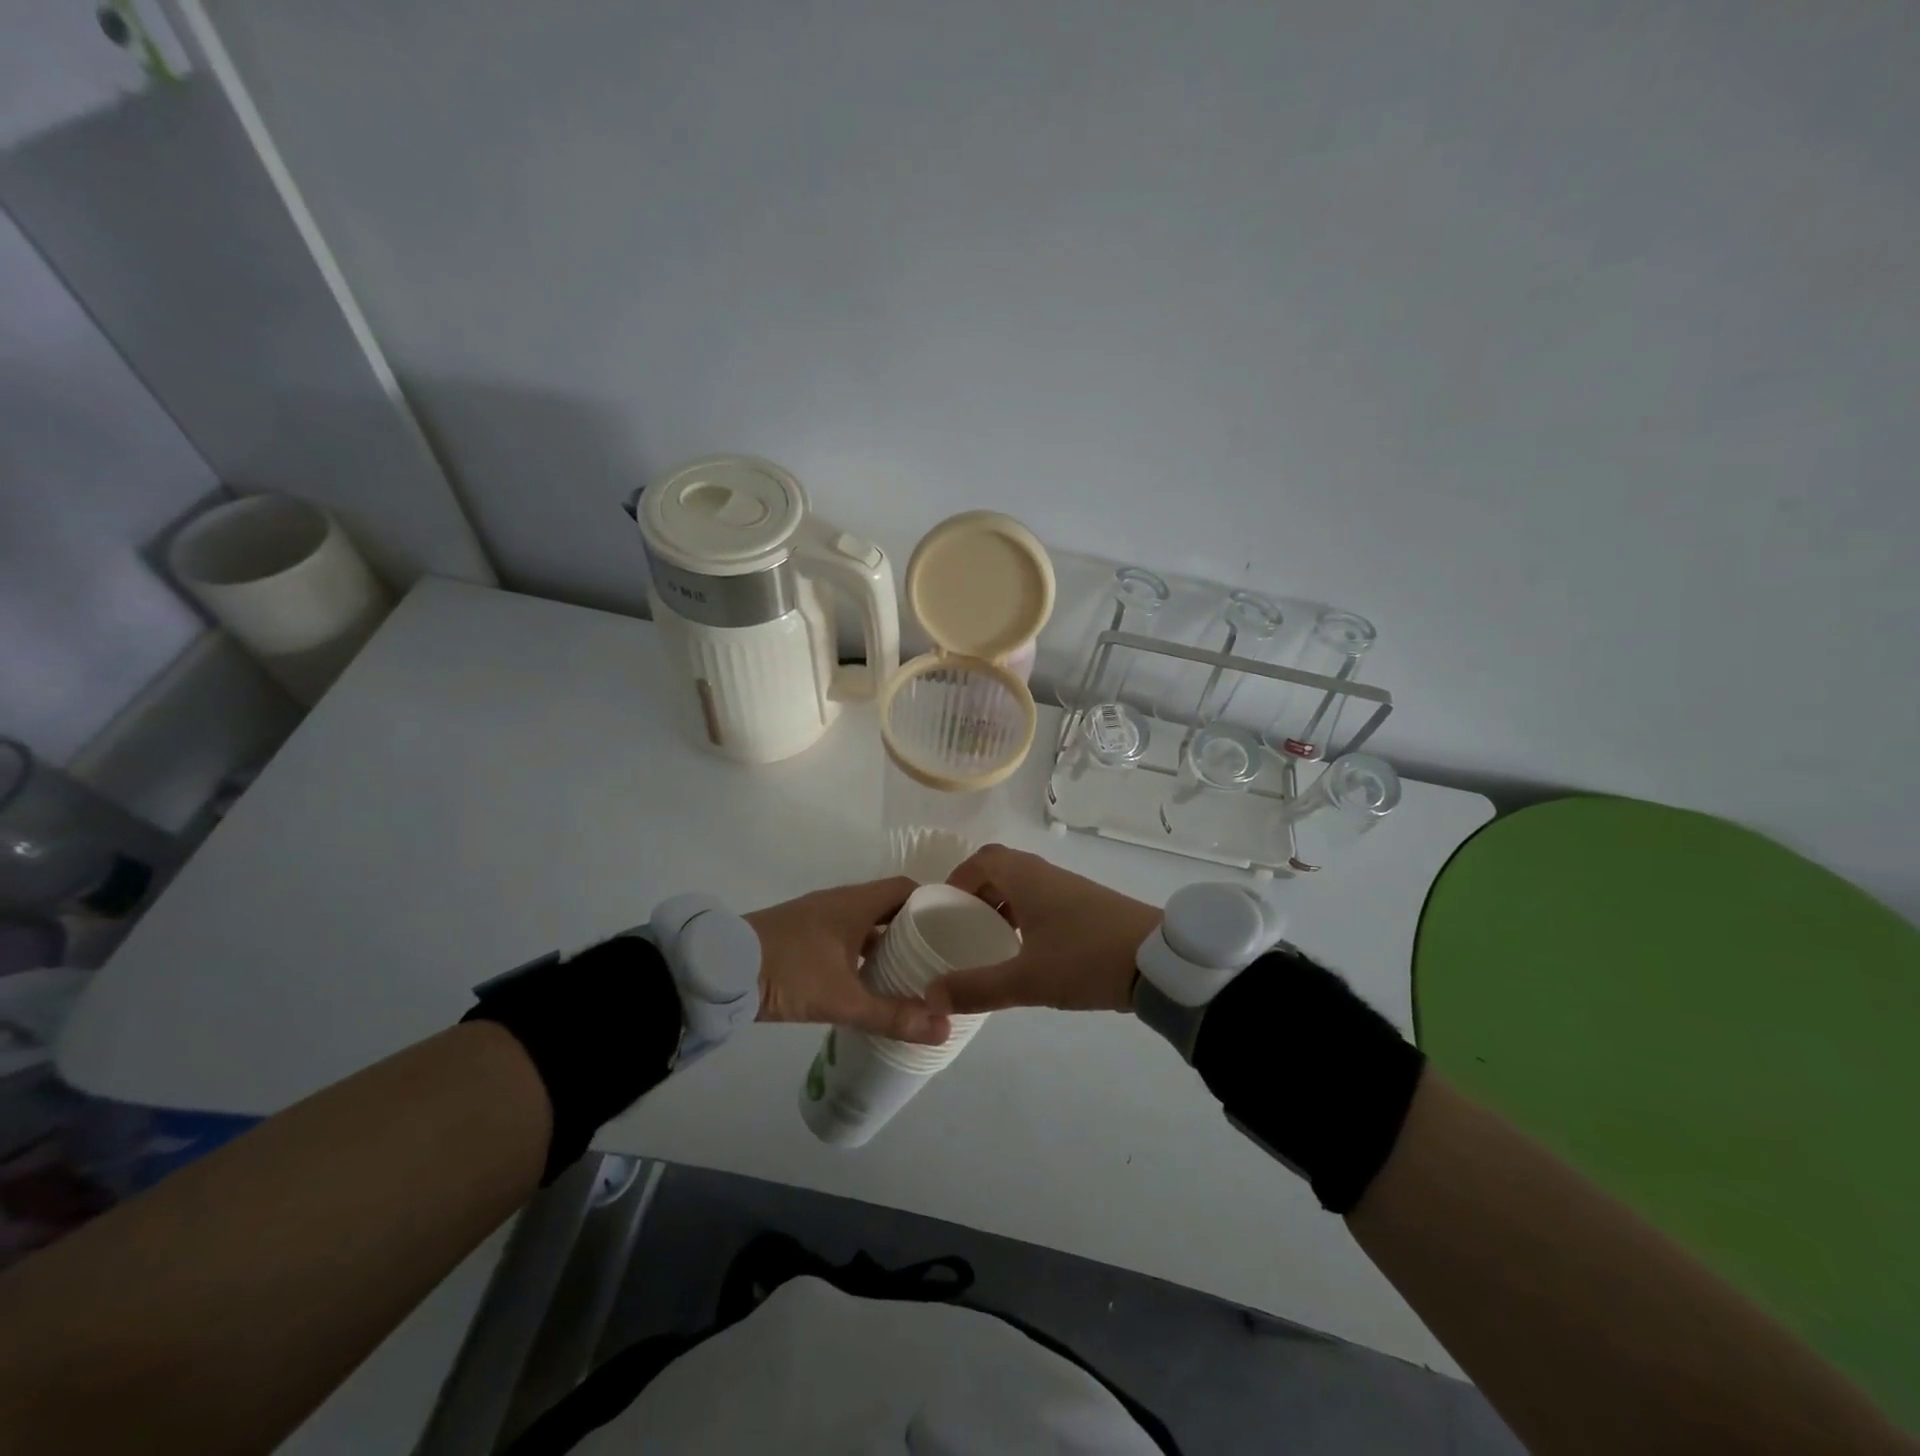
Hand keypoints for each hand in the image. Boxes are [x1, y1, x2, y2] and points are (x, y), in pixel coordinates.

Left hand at [748, 877, 951, 1044]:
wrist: (721, 970)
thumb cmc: (790, 971)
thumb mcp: (843, 998)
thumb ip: (892, 1015)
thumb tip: (942, 1029)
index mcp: (856, 903)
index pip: (906, 889)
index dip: (932, 904)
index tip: (954, 928)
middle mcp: (840, 902)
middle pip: (888, 906)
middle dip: (913, 928)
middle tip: (939, 956)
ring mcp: (818, 917)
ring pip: (864, 923)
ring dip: (886, 942)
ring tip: (911, 972)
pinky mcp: (801, 935)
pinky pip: (845, 936)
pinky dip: (862, 952)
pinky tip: (868, 981)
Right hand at [936, 845, 1161, 1013]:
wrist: (1160, 962)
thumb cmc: (1086, 959)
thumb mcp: (1026, 980)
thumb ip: (977, 988)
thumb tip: (930, 996)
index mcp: (1027, 878)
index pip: (983, 859)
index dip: (958, 877)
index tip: (942, 907)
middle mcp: (1047, 875)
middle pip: (1002, 871)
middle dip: (977, 895)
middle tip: (960, 928)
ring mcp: (1071, 889)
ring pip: (1025, 887)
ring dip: (1002, 907)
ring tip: (988, 942)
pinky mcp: (1090, 908)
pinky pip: (1045, 901)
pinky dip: (1026, 917)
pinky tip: (1027, 952)